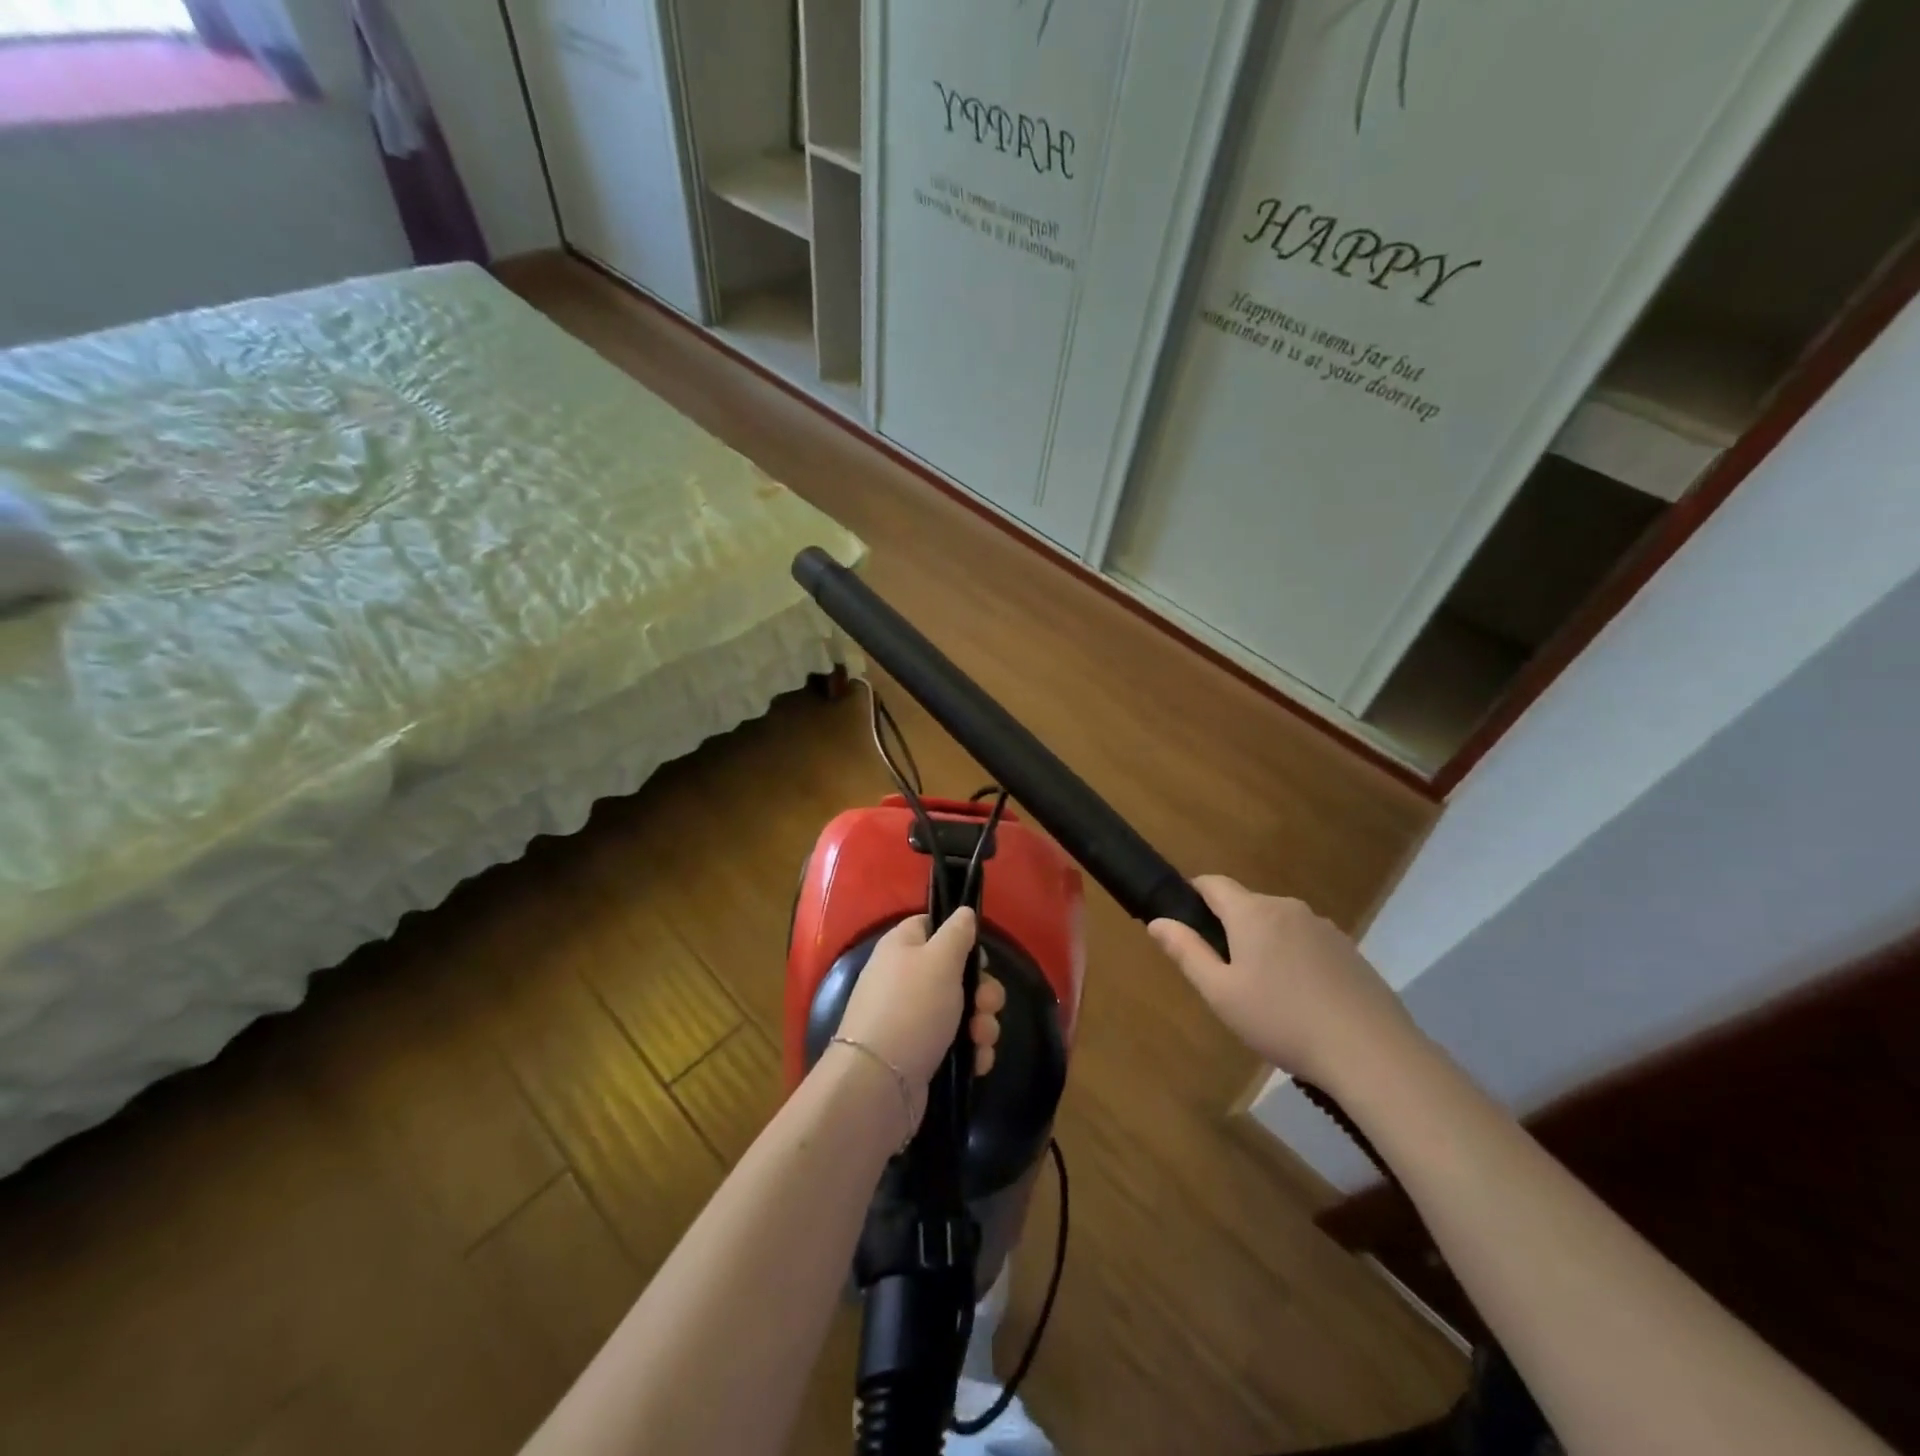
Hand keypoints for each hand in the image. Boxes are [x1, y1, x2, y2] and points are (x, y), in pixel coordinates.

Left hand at [835, 909, 1004, 1119]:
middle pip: (956, 973)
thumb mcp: (940, 959)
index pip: (932, 926)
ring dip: (982, 1024)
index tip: (979, 956)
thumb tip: (963, 912)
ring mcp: (912, 1018)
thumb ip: (957, 933)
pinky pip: (956, 1044)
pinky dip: (971, 1051)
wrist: (880, 1082)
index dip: (960, 938)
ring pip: (963, 1011)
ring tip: (981, 1039)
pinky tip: (976, 1062)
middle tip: (986, 1005)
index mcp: (902, 946)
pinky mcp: (920, 1052)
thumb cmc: (912, 1008)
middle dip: (982, 991)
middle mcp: (904, 978)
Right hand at [1148, 876, 1416, 1090]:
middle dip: (1229, 928)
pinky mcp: (1349, 950)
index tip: (1183, 921)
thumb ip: (1186, 952)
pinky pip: (1307, 942)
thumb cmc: (1282, 1021)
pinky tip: (1302, 1000)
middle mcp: (1287, 908)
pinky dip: (1295, 959)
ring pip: (1278, 924)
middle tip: (1224, 974)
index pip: (1213, 883)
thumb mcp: (1220, 993)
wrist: (1371, 1052)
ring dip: (1264, 944)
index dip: (1193, 894)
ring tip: (1265, 993)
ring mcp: (1323, 927)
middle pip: (1246, 905)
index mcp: (1252, 913)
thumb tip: (1157, 921)